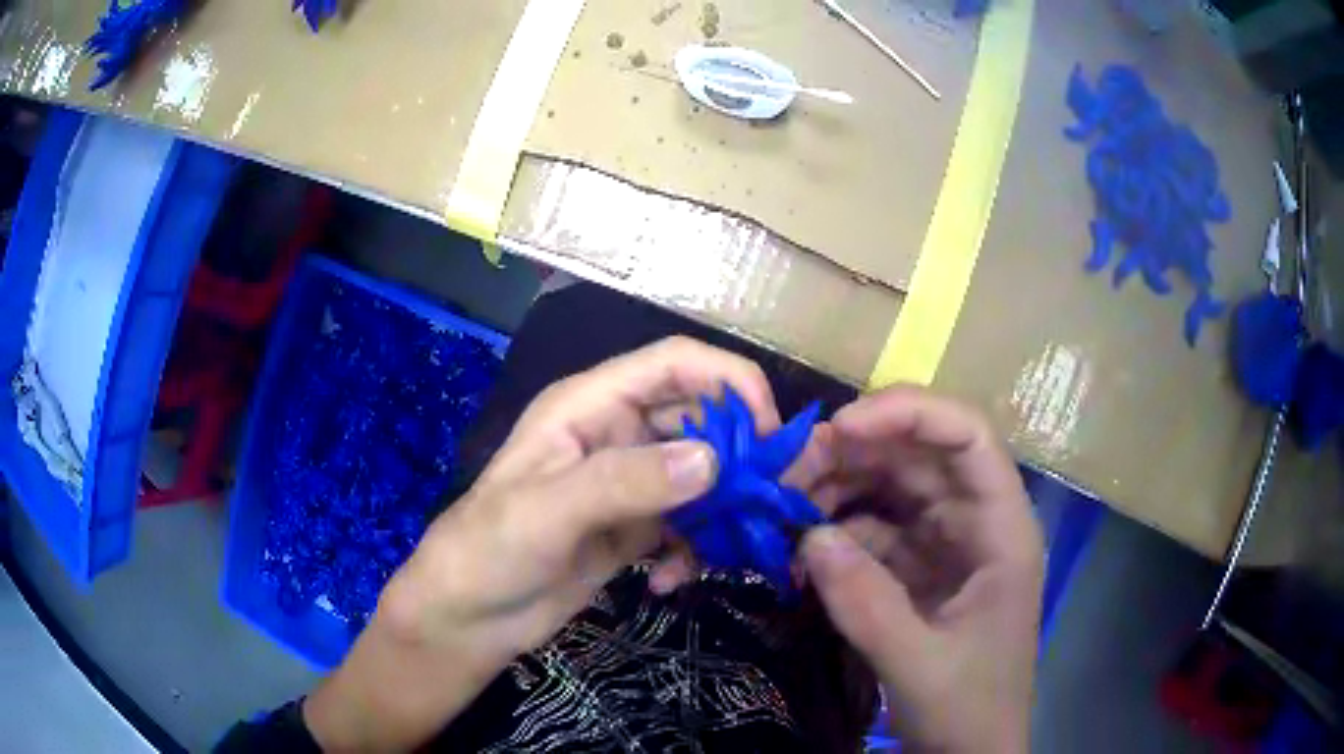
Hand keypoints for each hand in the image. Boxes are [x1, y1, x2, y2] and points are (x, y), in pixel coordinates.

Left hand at [304, 336, 781, 751]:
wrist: (468, 618)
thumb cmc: (489, 550)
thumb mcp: (548, 511)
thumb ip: (626, 481)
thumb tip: (714, 461)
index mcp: (590, 405)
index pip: (675, 364)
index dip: (730, 382)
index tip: (769, 432)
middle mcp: (615, 434)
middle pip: (700, 419)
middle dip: (739, 456)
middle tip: (768, 501)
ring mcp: (628, 484)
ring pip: (703, 475)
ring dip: (723, 509)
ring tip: (727, 551)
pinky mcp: (635, 528)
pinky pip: (689, 523)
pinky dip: (696, 548)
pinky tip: (671, 582)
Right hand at [800, 387, 1041, 752]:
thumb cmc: (969, 710)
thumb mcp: (920, 666)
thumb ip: (868, 605)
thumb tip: (809, 537)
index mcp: (1001, 530)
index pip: (968, 437)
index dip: (909, 413)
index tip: (841, 428)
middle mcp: (974, 522)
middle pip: (918, 456)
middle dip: (852, 453)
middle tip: (784, 472)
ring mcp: (944, 545)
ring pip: (889, 489)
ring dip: (835, 489)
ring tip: (781, 508)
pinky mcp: (916, 570)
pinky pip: (872, 531)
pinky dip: (834, 532)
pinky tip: (798, 548)